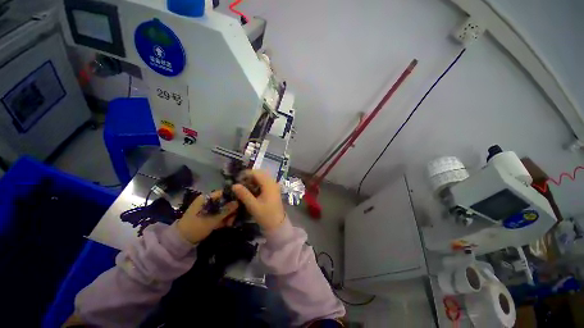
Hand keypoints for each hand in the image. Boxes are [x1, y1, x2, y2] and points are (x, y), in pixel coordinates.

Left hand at [176, 191, 237, 243]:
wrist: (181, 241)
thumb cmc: (196, 227)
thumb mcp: (212, 220)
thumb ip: (225, 210)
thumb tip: (238, 202)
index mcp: (206, 198)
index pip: (223, 193)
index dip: (232, 198)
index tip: (239, 204)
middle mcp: (208, 201)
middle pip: (224, 201)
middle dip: (231, 209)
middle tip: (234, 218)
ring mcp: (208, 208)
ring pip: (223, 208)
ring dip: (228, 215)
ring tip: (230, 223)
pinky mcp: (208, 215)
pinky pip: (219, 214)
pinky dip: (223, 219)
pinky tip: (227, 224)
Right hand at [232, 170, 285, 231]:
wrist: (278, 224)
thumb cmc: (266, 215)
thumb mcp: (253, 206)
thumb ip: (244, 194)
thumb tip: (234, 185)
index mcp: (269, 184)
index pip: (256, 173)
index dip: (246, 174)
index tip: (237, 180)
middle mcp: (273, 182)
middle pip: (260, 174)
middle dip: (249, 177)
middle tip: (240, 184)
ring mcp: (274, 186)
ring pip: (262, 178)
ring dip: (253, 180)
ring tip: (244, 188)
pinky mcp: (274, 190)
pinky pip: (265, 182)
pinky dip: (257, 184)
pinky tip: (252, 191)